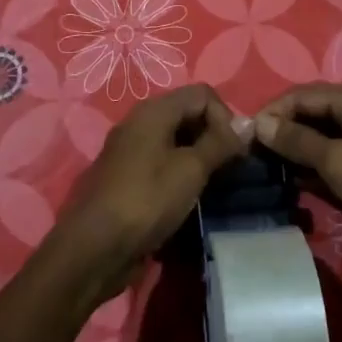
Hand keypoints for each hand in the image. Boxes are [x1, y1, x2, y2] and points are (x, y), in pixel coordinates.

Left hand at [52, 84, 242, 300]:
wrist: (95, 247)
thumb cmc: (146, 200)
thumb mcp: (190, 170)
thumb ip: (220, 144)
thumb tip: (246, 125)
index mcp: (153, 111)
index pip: (202, 94)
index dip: (225, 117)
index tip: (235, 151)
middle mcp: (140, 123)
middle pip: (188, 114)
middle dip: (214, 136)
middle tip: (229, 169)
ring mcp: (132, 151)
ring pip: (176, 140)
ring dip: (199, 157)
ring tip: (214, 185)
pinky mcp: (129, 177)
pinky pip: (163, 163)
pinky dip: (181, 173)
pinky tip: (191, 198)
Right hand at [255, 84, 341, 274]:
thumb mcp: (338, 162)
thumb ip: (296, 140)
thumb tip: (257, 123)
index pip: (301, 95)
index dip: (271, 112)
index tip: (241, 136)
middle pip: (309, 114)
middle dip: (279, 132)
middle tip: (248, 156)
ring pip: (317, 139)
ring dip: (292, 152)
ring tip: (261, 170)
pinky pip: (330, 159)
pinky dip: (309, 168)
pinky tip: (287, 182)